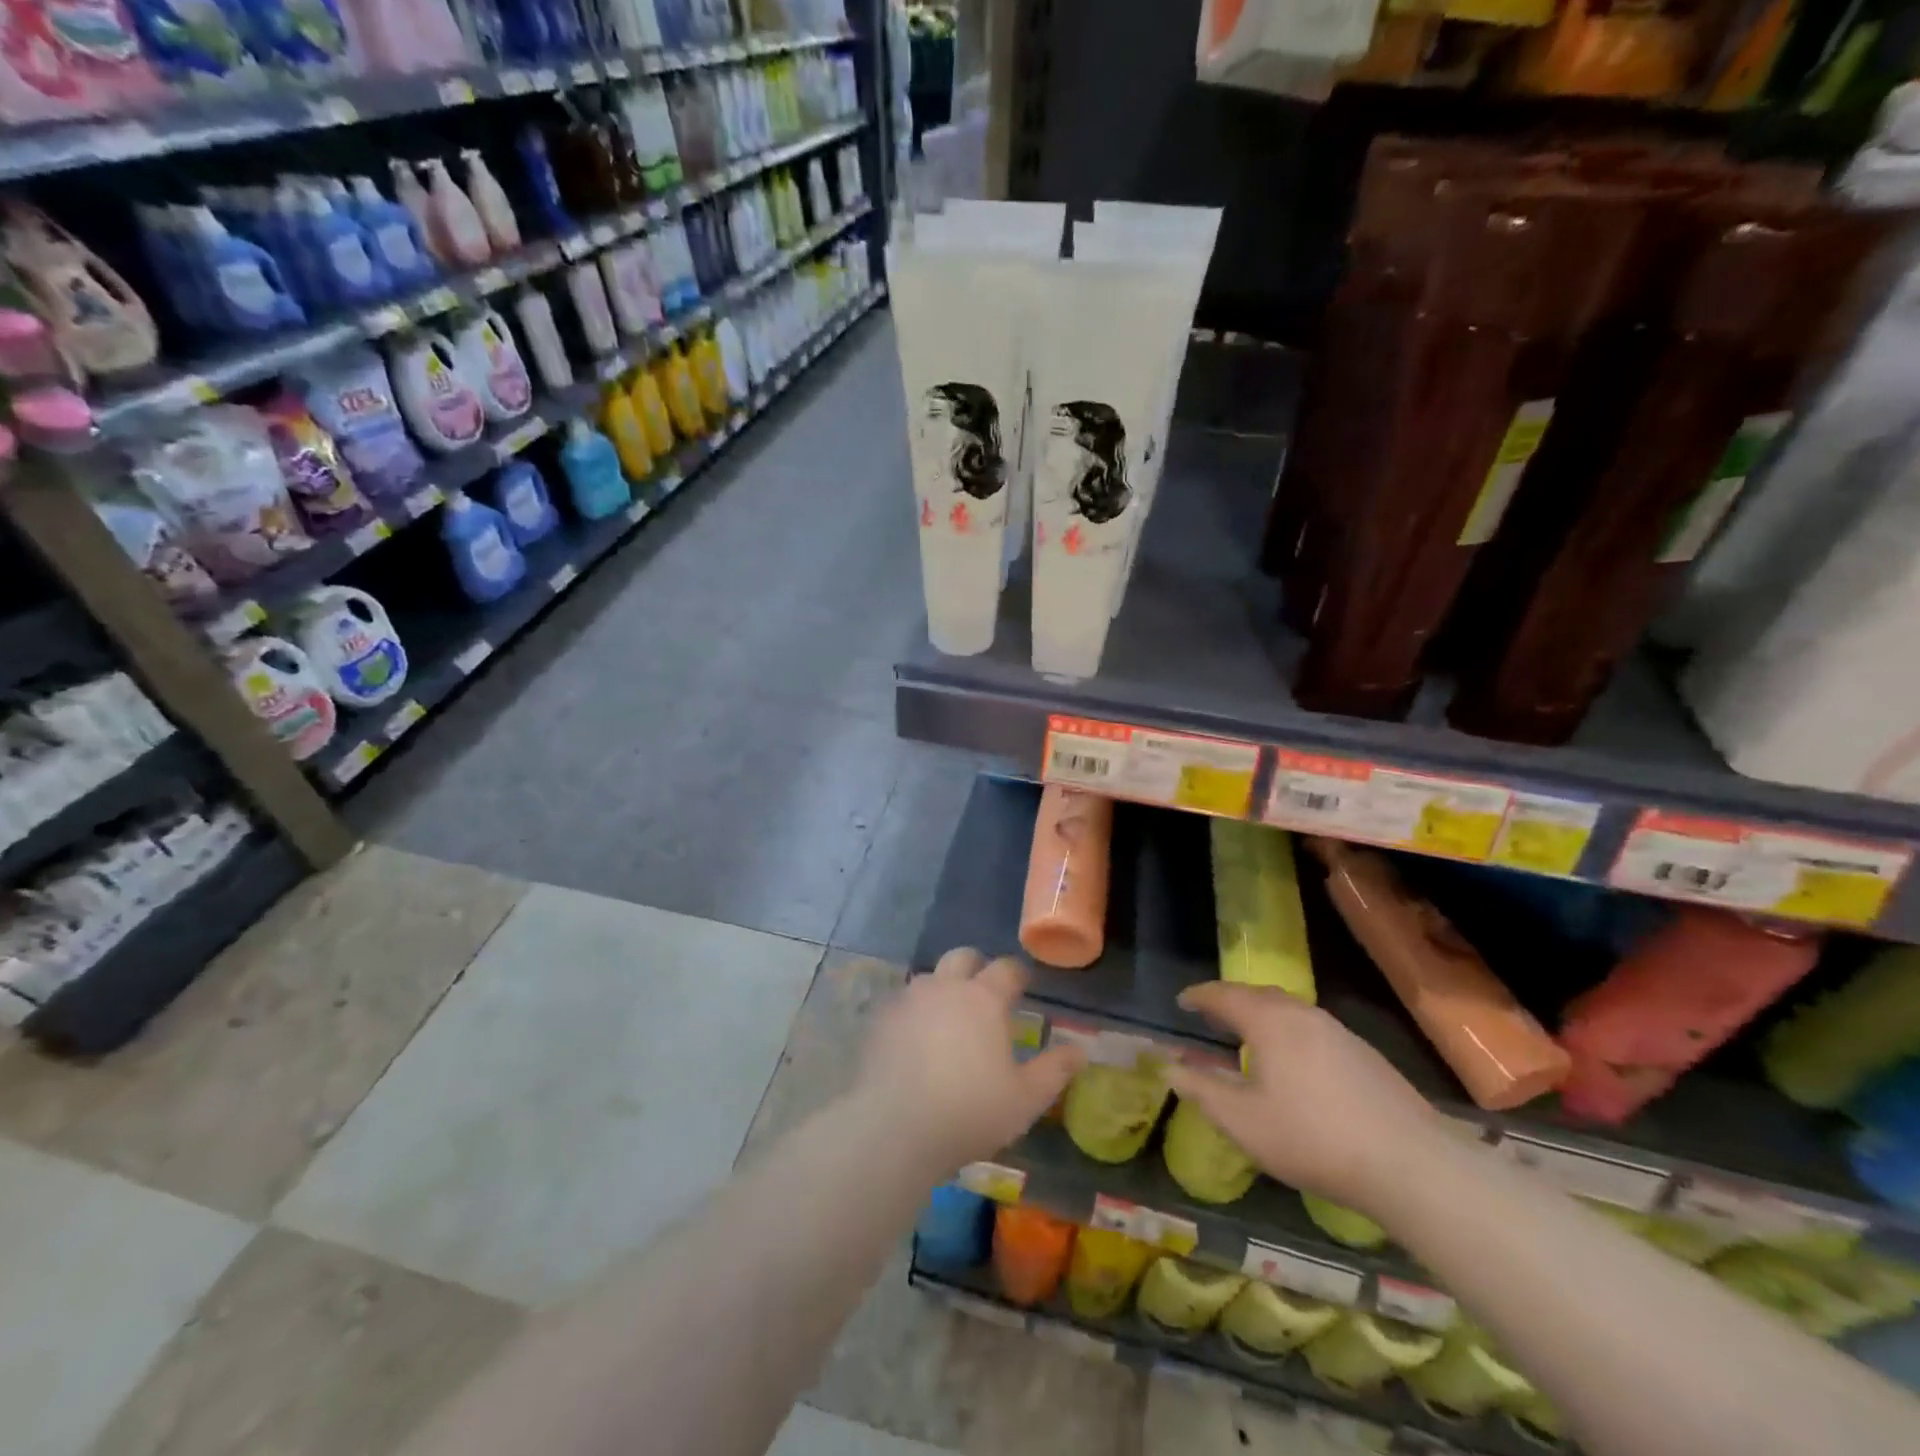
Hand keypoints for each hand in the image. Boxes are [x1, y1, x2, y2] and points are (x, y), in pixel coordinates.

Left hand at [851, 948, 1085, 1174]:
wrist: (893, 1128)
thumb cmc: (969, 1111)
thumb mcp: (1025, 1099)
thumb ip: (1055, 1070)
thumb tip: (1080, 1050)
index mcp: (983, 998)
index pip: (1006, 969)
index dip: (1018, 974)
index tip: (1024, 985)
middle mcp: (945, 987)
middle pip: (962, 957)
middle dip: (977, 966)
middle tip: (985, 991)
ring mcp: (908, 1000)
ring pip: (929, 977)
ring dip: (943, 987)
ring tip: (949, 1017)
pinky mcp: (880, 1020)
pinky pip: (902, 1003)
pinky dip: (914, 1012)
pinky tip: (915, 1039)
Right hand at [1161, 983, 1439, 1213]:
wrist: (1411, 1164)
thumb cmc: (1313, 1138)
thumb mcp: (1244, 1121)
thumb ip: (1202, 1090)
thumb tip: (1169, 1067)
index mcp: (1269, 1021)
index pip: (1224, 995)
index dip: (1199, 996)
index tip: (1181, 1001)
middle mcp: (1303, 1014)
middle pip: (1258, 995)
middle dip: (1230, 1001)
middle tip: (1210, 1016)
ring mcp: (1338, 1032)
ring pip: (1289, 1010)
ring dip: (1261, 1015)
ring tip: (1247, 1037)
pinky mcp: (1364, 1053)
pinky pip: (1311, 1028)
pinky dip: (1287, 1031)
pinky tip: (1292, 1063)